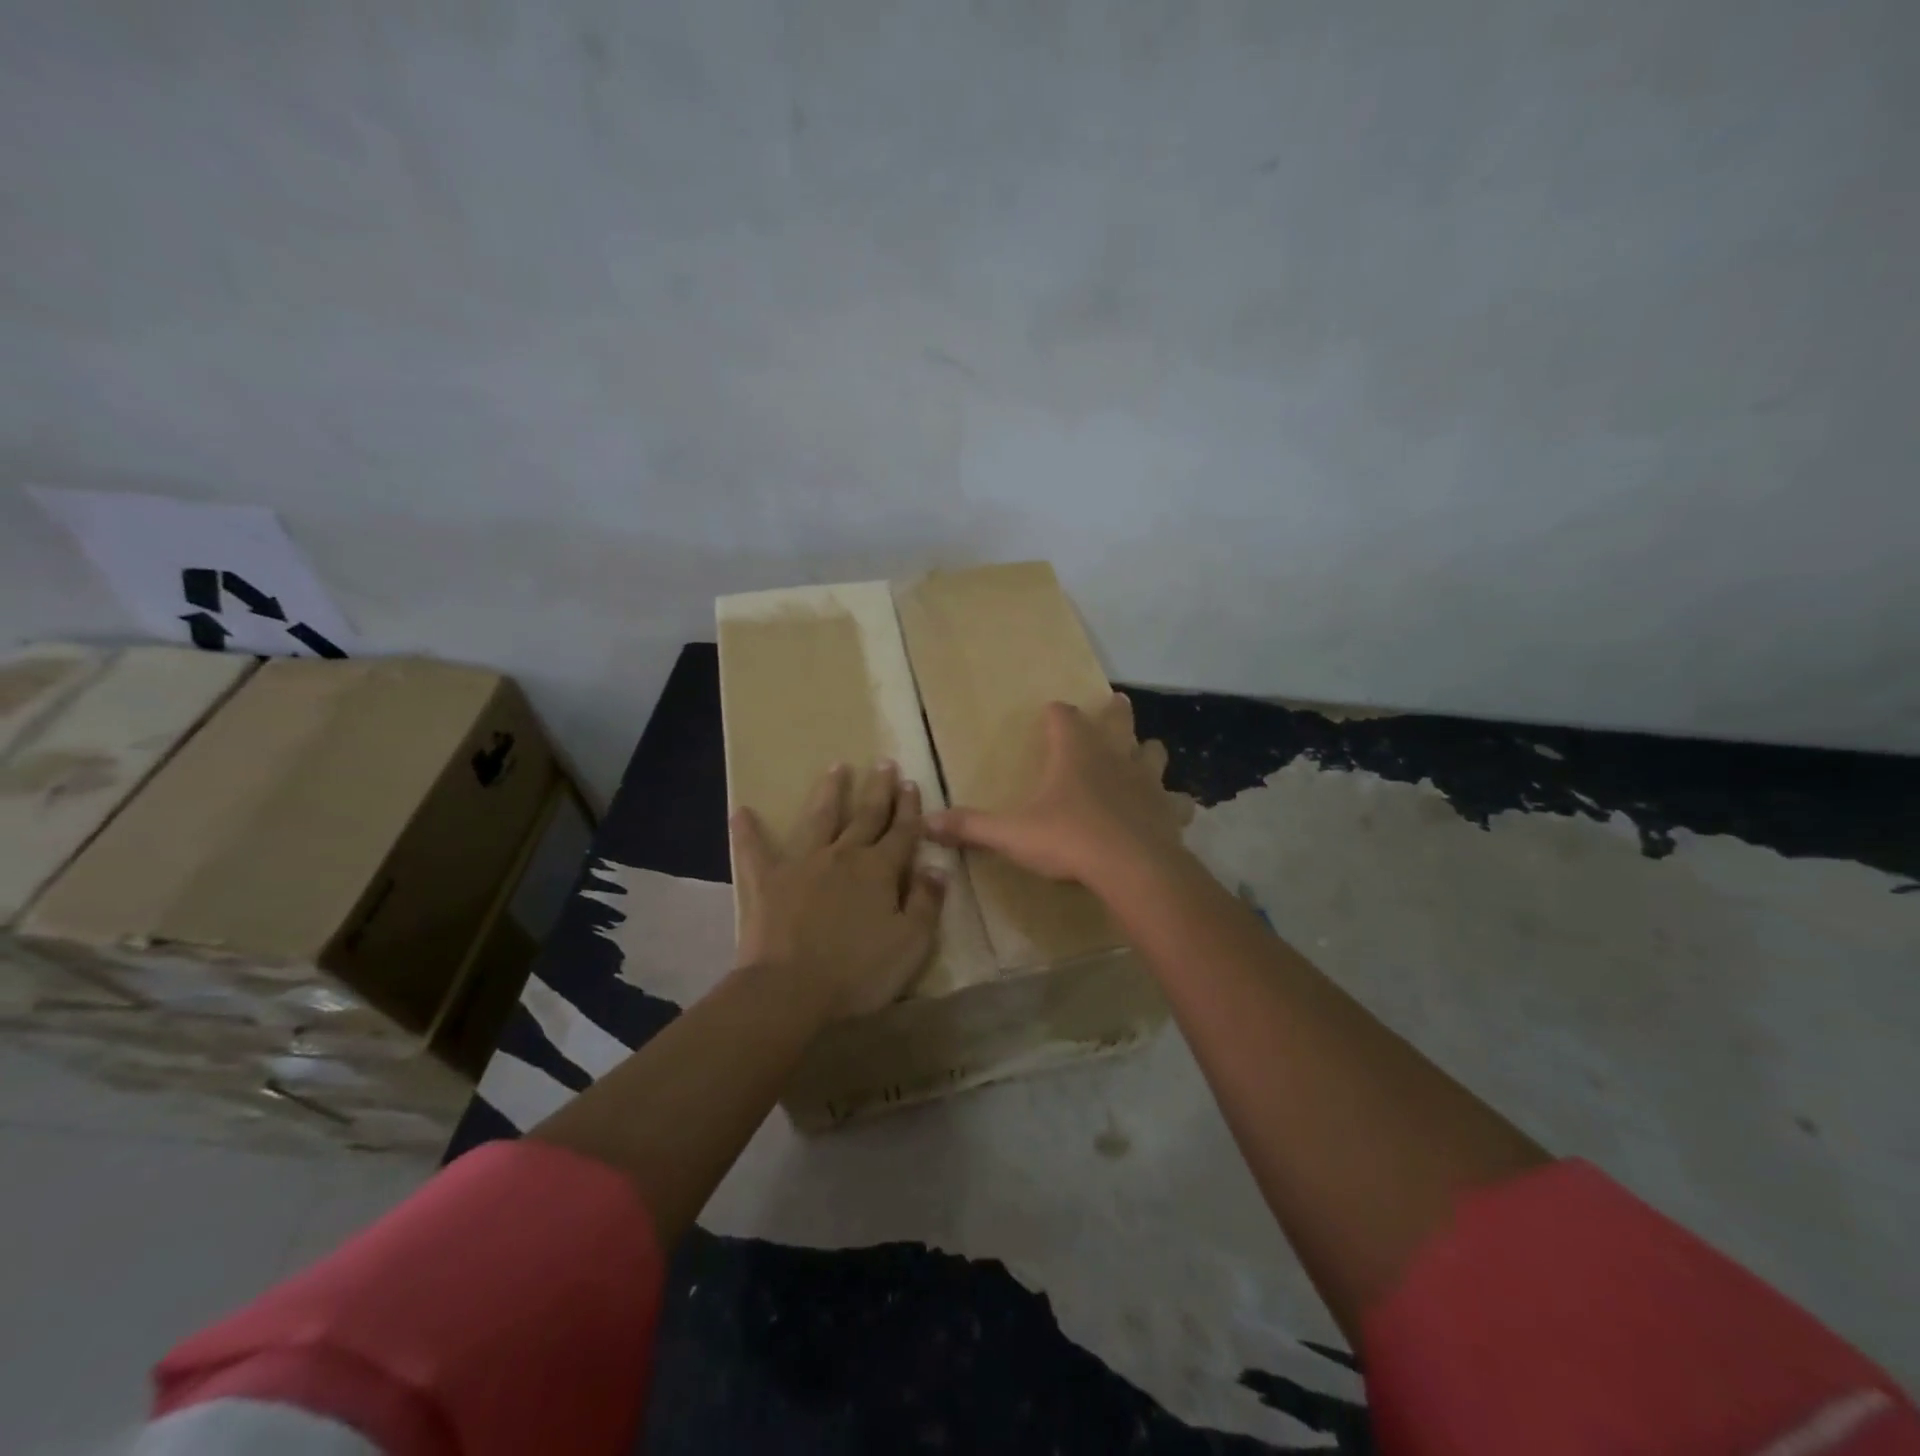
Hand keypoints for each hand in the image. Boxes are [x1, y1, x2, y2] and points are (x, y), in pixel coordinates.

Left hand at [731, 761, 945, 1019]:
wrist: (791, 990)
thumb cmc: (858, 972)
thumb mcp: (911, 943)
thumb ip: (927, 903)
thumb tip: (937, 868)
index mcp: (880, 870)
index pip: (902, 832)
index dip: (910, 808)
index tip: (911, 783)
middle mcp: (844, 855)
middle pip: (866, 816)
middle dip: (878, 790)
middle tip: (885, 764)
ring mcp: (803, 863)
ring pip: (820, 818)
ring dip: (830, 792)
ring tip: (836, 767)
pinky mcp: (767, 880)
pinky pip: (754, 850)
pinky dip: (748, 831)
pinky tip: (741, 811)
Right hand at [927, 693, 1191, 892]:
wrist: (1132, 868)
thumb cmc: (1069, 839)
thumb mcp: (1012, 834)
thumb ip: (971, 826)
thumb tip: (927, 822)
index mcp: (1075, 753)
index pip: (1063, 716)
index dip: (1056, 713)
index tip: (1051, 712)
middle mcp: (1113, 757)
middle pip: (1118, 722)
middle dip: (1115, 713)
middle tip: (1118, 701)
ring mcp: (1146, 782)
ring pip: (1152, 754)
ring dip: (1147, 752)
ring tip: (1146, 753)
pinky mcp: (1167, 810)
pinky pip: (1176, 801)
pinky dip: (1174, 803)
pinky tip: (1174, 811)